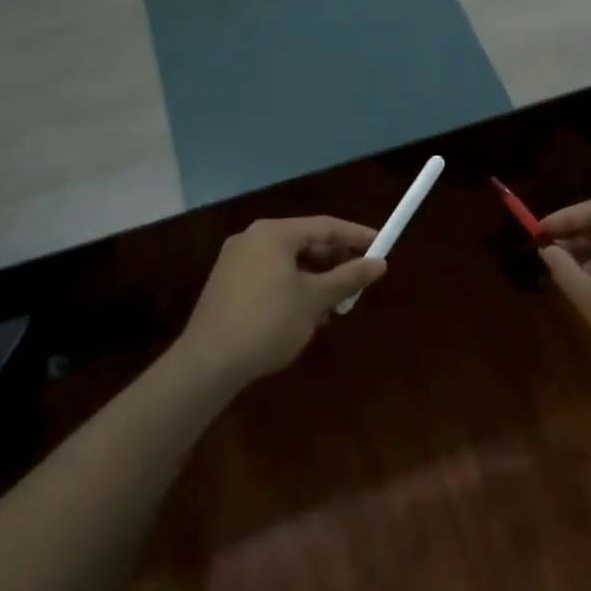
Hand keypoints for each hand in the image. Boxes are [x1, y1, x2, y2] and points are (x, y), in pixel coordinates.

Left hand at [176, 217, 384, 386]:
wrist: (208, 364)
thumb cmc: (268, 323)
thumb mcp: (314, 300)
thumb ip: (348, 278)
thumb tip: (380, 263)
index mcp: (274, 233)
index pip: (325, 225)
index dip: (356, 236)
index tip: (382, 246)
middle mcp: (252, 238)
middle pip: (305, 241)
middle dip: (335, 261)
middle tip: (359, 280)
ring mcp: (235, 261)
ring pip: (288, 261)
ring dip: (315, 278)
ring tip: (335, 303)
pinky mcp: (227, 284)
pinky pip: (270, 275)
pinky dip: (292, 287)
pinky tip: (304, 314)